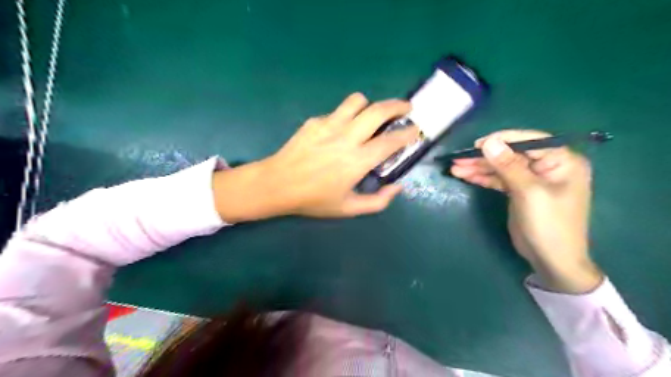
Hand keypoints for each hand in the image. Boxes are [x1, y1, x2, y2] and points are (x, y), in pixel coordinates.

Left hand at [212, 92, 417, 220]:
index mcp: (357, 161)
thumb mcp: (348, 209)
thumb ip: (378, 202)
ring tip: (372, 115)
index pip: (391, 141)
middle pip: (378, 111)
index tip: (416, 130)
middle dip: (398, 106)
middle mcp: (346, 137)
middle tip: (407, 108)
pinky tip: (340, 131)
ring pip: (357, 101)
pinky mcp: (315, 121)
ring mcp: (329, 125)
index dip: (408, 133)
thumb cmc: (313, 199)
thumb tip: (397, 187)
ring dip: (370, 105)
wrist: (277, 184)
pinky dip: (347, 116)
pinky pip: (337, 111)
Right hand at [451, 130, 603, 294]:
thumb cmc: (548, 224)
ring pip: (502, 167)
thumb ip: (508, 165)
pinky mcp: (519, 190)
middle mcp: (548, 165)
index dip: (501, 140)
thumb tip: (488, 142)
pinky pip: (499, 179)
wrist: (551, 260)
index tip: (476, 145)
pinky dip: (483, 177)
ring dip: (479, 167)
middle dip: (484, 157)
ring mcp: (532, 178)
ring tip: (455, 168)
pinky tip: (465, 176)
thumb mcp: (528, 192)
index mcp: (561, 161)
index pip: (529, 141)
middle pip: (511, 154)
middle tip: (458, 159)